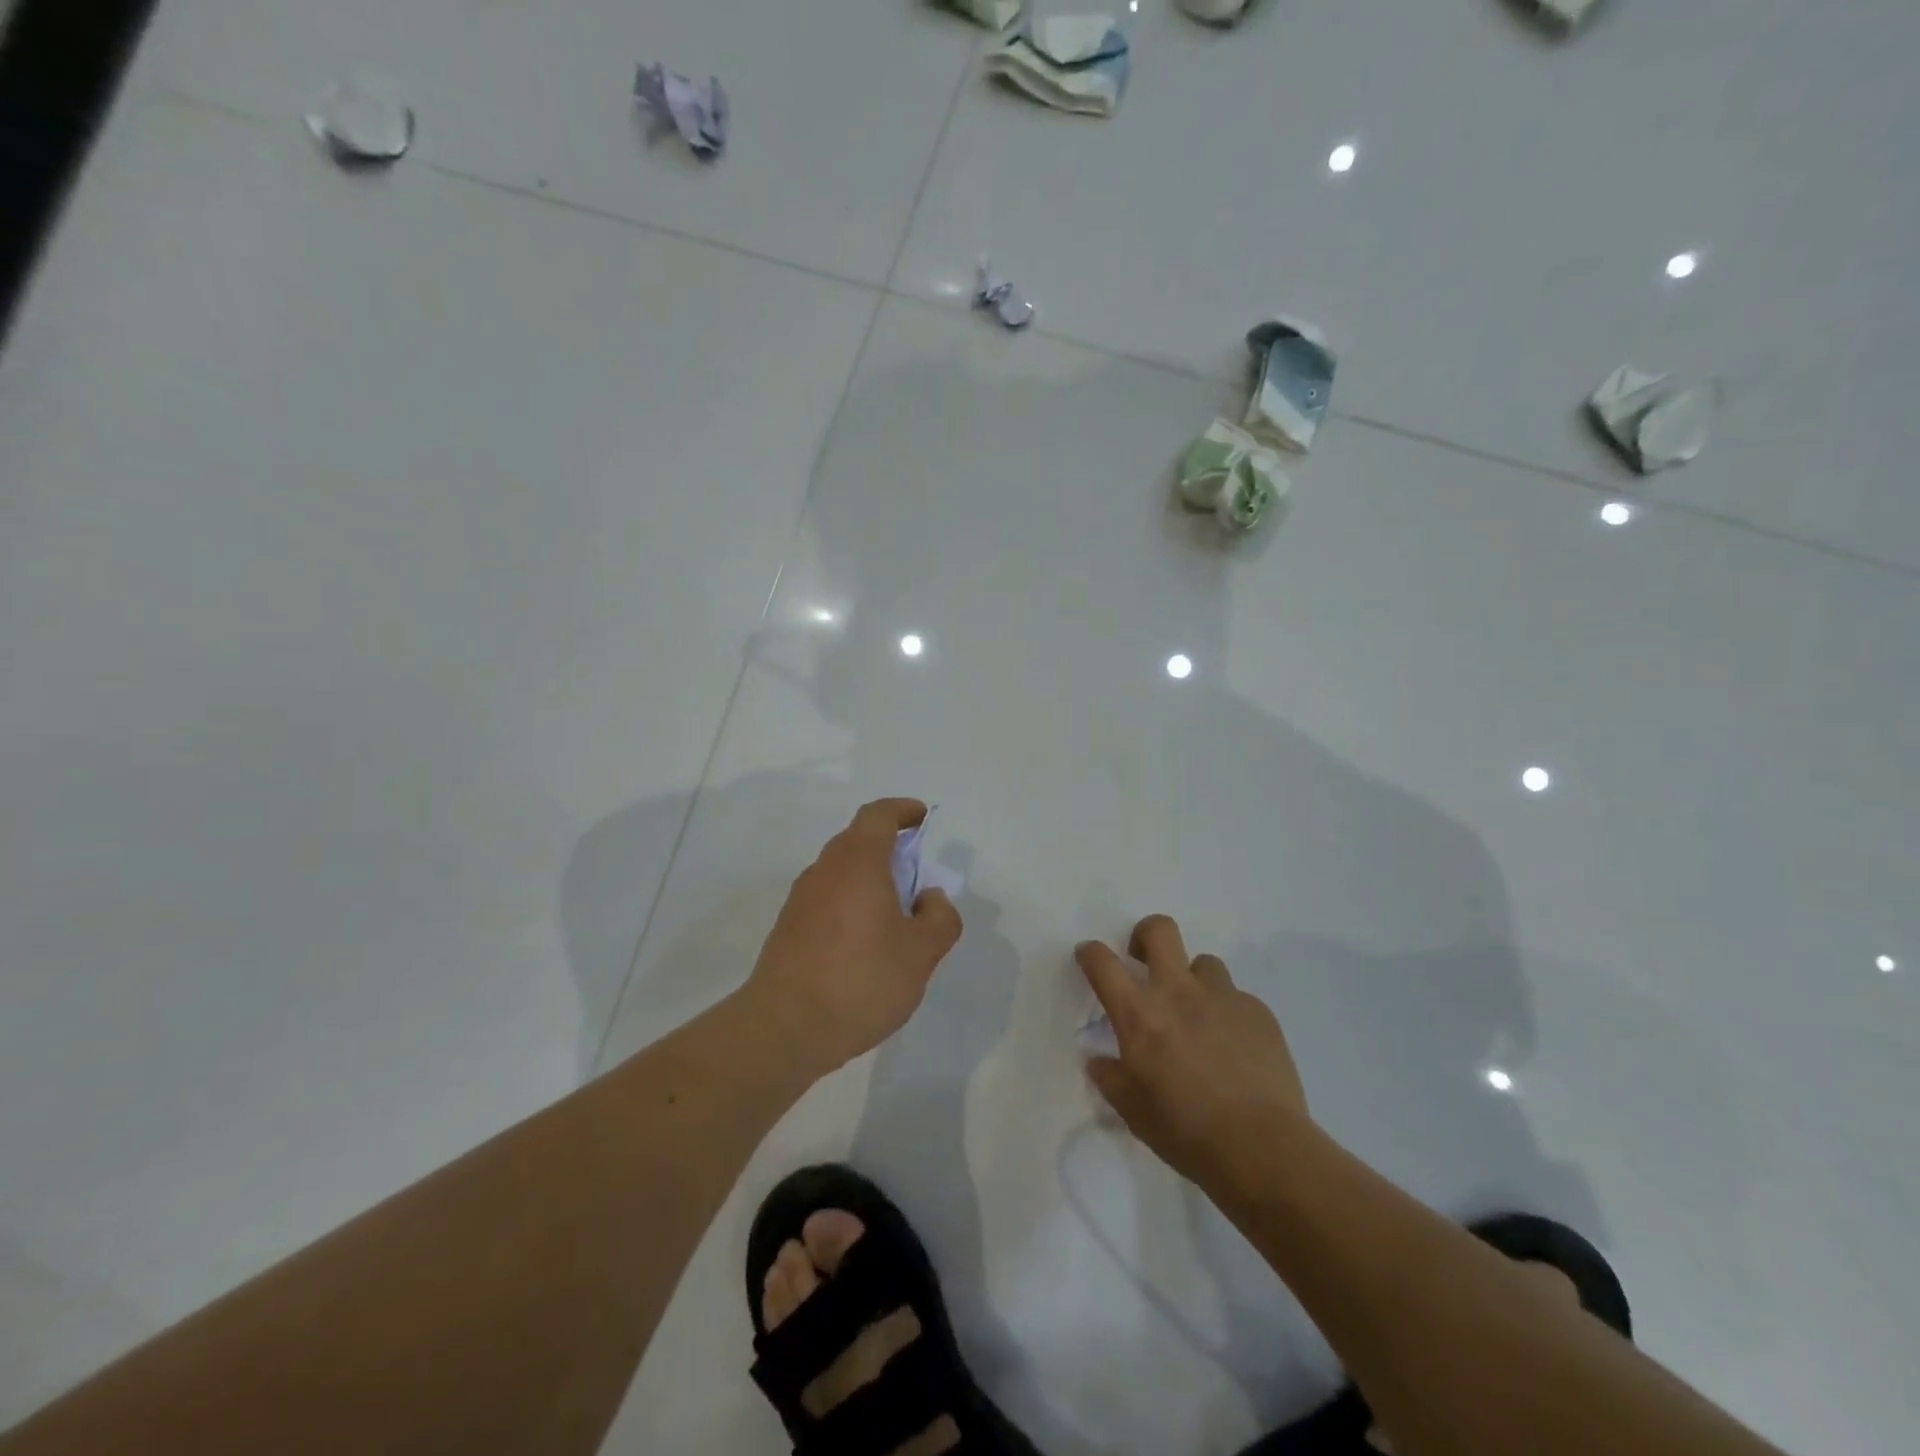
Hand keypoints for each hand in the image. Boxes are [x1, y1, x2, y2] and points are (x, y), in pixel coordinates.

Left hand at [747, 798, 962, 1073]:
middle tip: (916, 876)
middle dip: (889, 849)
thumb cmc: (861, 979)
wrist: (785, 1028)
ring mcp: (801, 900)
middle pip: (858, 842)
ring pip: (841, 873)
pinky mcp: (788, 929)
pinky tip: (865, 945)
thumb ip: (939, 918)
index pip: (878, 815)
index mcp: (858, 862)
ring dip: (869, 881)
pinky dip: (850, 905)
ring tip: (896, 917)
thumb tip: (929, 898)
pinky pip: (827, 900)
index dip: (902, 811)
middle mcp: (825, 870)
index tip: (921, 817)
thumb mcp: (921, 953)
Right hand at [1077, 914, 1310, 1186]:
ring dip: (1194, 981)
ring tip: (1198, 1016)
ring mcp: (1223, 997)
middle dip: (1145, 935)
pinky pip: (1236, 997)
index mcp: (1139, 1014)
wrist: (1262, 1148)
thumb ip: (1111, 1078)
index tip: (1089, 957)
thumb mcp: (1132, 1111)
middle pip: (1159, 930)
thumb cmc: (1185, 1131)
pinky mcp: (1258, 1012)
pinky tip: (1233, 1047)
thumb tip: (1098, 1061)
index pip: (1102, 962)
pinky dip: (1227, 1013)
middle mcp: (1178, 992)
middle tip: (1144, 961)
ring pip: (1204, 963)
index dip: (1090, 952)